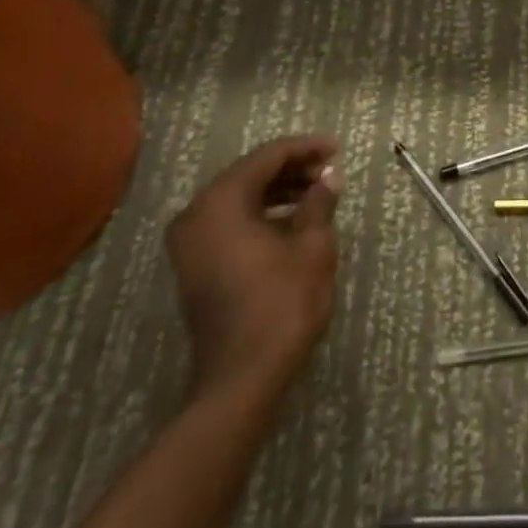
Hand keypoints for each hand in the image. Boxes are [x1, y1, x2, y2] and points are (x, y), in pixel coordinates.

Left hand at [166, 136, 341, 399]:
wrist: (242, 378)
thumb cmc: (281, 304)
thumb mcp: (312, 247)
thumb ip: (319, 203)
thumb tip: (328, 178)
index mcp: (221, 202)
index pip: (267, 157)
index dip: (305, 149)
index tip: (336, 149)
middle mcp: (196, 214)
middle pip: (249, 174)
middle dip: (291, 169)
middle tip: (328, 171)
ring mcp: (190, 243)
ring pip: (239, 198)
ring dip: (277, 192)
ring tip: (317, 194)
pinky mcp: (194, 266)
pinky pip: (229, 222)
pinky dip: (260, 214)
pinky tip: (292, 221)